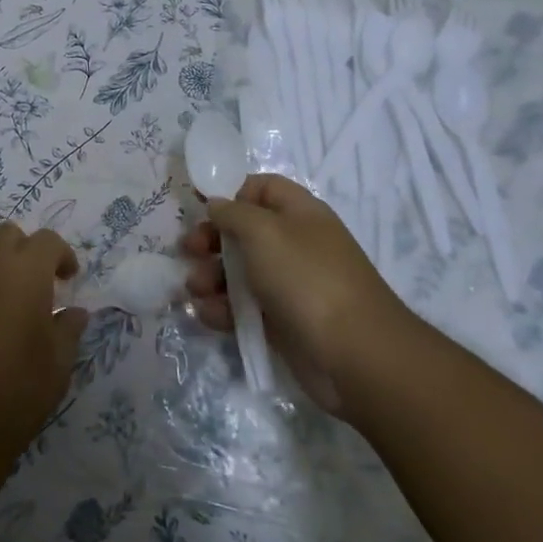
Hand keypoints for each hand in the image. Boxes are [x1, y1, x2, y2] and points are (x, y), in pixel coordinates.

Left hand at [0, 222, 89, 462]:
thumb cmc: (15, 392)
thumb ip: (68, 329)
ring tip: (12, 297)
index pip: (47, 241)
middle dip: (27, 250)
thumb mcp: (57, 365)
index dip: (62, 255)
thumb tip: (74, 311)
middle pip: (8, 235)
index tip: (69, 279)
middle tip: (40, 282)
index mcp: (24, 271)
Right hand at [180, 173, 413, 416]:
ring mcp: (289, 285)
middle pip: (243, 232)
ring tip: (195, 289)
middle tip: (188, 250)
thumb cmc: (306, 277)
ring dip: (210, 277)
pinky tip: (207, 314)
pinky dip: (222, 309)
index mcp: (299, 213)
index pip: (262, 188)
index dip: (231, 192)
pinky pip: (243, 308)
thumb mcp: (263, 232)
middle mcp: (294, 245)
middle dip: (211, 239)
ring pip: (239, 272)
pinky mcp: (281, 321)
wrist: (354, 354)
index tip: (200, 205)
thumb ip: (233, 213)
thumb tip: (217, 204)